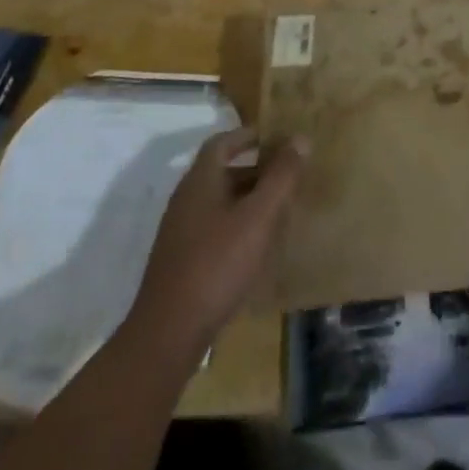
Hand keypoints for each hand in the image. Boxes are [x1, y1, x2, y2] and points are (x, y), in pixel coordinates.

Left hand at [129, 127, 308, 353]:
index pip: (222, 142)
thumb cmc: (217, 264)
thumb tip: (300, 138)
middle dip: (256, 169)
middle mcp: (186, 199)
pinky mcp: (182, 260)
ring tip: (280, 208)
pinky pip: (214, 227)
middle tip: (288, 174)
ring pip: (219, 201)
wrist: (168, 334)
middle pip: (222, 171)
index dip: (249, 135)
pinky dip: (237, 224)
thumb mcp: (258, 217)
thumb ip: (281, 177)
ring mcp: (180, 232)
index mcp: (200, 181)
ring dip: (248, 198)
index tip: (277, 138)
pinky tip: (257, 244)